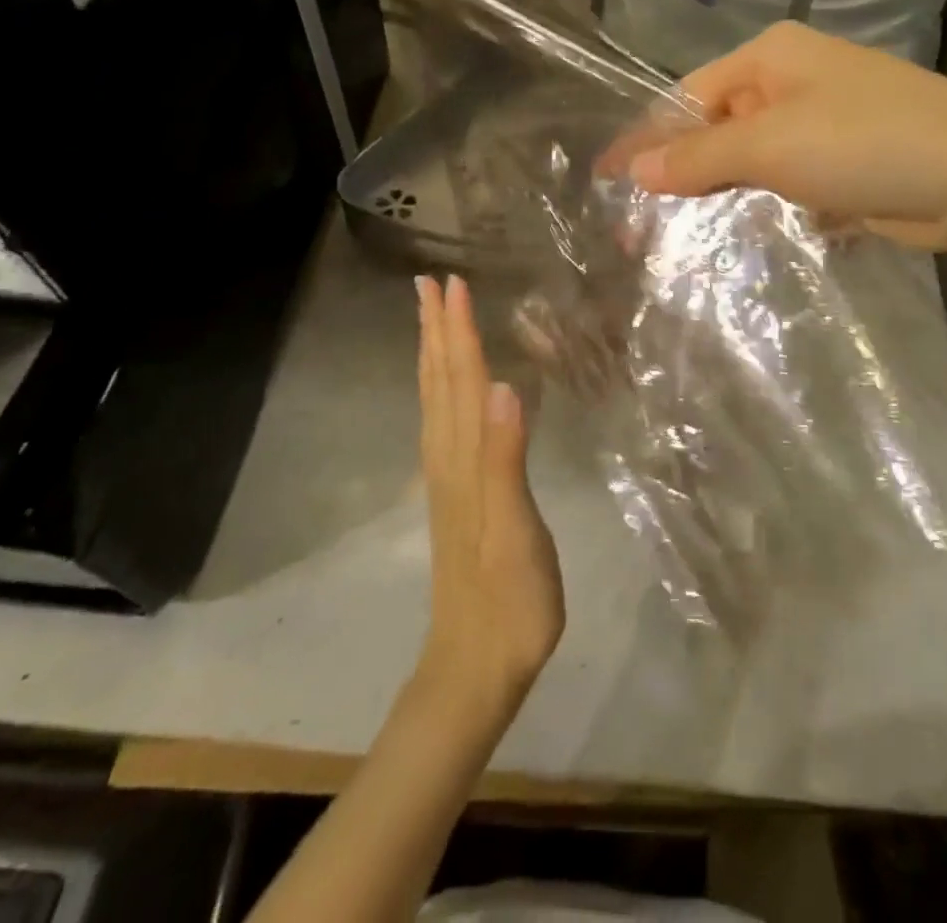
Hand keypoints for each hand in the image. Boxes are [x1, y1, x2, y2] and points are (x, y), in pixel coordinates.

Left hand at [414, 274, 564, 715]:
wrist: (477, 665)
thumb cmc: (509, 597)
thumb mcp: (515, 529)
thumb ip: (506, 457)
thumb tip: (500, 385)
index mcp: (465, 457)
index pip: (461, 378)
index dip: (458, 329)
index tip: (453, 282)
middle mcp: (449, 457)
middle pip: (440, 380)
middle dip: (437, 329)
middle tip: (430, 283)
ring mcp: (450, 477)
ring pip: (436, 400)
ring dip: (434, 354)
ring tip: (432, 320)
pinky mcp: (457, 494)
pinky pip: (443, 423)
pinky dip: (442, 390)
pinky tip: (450, 390)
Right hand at [626, 21, 946, 253]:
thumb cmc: (864, 142)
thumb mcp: (770, 146)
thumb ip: (698, 158)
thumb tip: (632, 167)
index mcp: (771, 57)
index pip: (688, 95)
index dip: (646, 137)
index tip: (607, 178)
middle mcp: (793, 80)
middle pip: (717, 127)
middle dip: (679, 173)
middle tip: (639, 222)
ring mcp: (822, 121)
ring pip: (750, 158)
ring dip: (718, 194)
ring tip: (676, 237)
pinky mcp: (843, 162)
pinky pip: (784, 181)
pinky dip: (760, 204)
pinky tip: (735, 234)